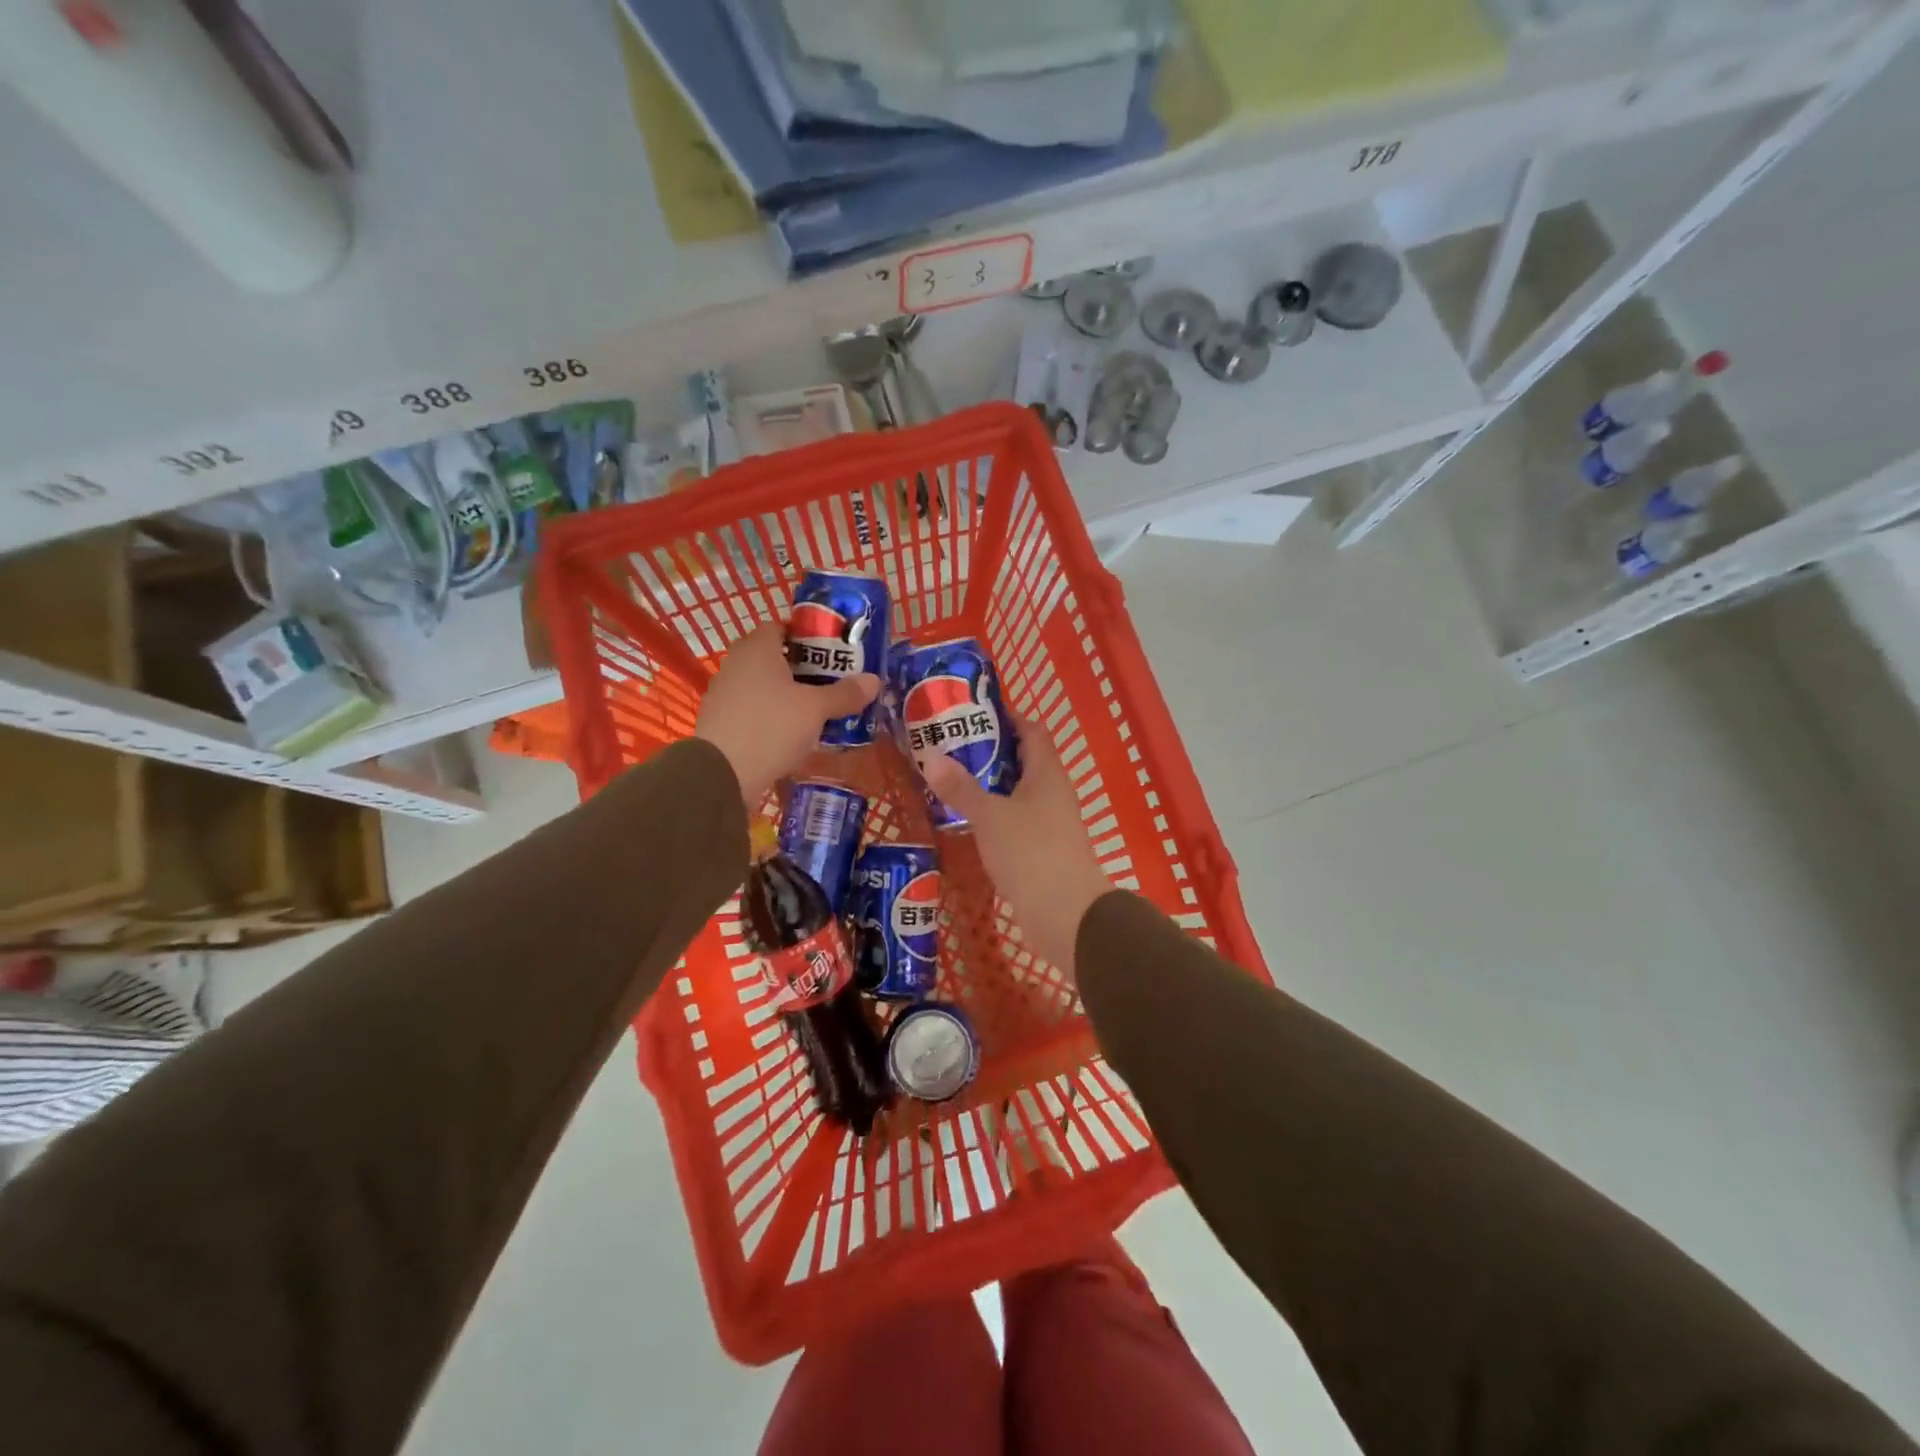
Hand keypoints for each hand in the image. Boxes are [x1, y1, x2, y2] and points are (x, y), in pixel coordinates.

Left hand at [695, 623, 878, 805]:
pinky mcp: (719, 722)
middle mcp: (736, 664)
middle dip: (800, 668)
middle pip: (772, 657)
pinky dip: (770, 716)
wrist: (722, 774)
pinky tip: (789, 734)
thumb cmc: (772, 727)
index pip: (780, 627)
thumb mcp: (816, 710)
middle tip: (829, 683)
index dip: (805, 636)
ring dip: (785, 694)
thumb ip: (844, 693)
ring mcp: (723, 694)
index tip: (829, 653)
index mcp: (757, 649)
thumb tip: (873, 680)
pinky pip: (751, 710)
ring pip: (761, 685)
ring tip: (814, 711)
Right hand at [924, 718, 1110, 975]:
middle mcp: (1053, 792)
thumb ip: (960, 787)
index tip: (971, 712)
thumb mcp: (989, 816)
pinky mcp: (1044, 850)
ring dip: (989, 785)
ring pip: (1018, 792)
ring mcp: (1051, 822)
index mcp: (1047, 773)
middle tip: (949, 745)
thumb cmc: (1031, 853)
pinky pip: (1017, 820)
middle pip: (1023, 760)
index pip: (1031, 730)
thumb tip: (930, 754)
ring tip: (950, 778)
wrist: (1067, 915)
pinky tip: (968, 821)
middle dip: (989, 750)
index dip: (1006, 716)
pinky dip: (994, 814)